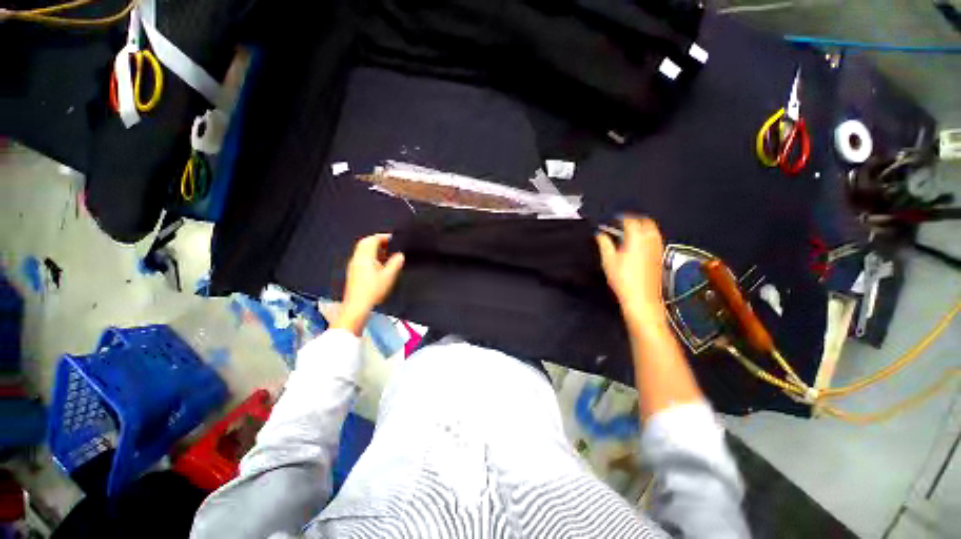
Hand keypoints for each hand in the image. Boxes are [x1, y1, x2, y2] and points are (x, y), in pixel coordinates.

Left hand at [334, 234, 404, 334]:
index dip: (382, 237)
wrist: (357, 306)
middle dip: (377, 241)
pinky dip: (370, 256)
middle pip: (365, 243)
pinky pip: (361, 258)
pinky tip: (378, 265)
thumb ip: (395, 263)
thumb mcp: (389, 276)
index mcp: (365, 257)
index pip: (372, 240)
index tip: (392, 238)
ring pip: (362, 251)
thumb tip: (400, 255)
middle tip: (388, 244)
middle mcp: (357, 259)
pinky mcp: (353, 273)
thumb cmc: (372, 291)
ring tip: (386, 253)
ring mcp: (353, 266)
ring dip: (374, 249)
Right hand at [596, 216, 664, 324]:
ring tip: (631, 231)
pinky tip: (639, 243)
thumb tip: (600, 234)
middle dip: (634, 219)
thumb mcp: (608, 260)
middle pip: (645, 221)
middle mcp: (650, 239)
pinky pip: (656, 238)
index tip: (613, 219)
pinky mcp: (660, 255)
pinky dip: (648, 235)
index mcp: (636, 238)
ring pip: (653, 229)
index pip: (629, 221)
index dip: (620, 218)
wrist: (642, 297)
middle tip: (622, 223)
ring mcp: (657, 247)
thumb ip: (604, 244)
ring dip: (642, 226)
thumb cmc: (623, 279)